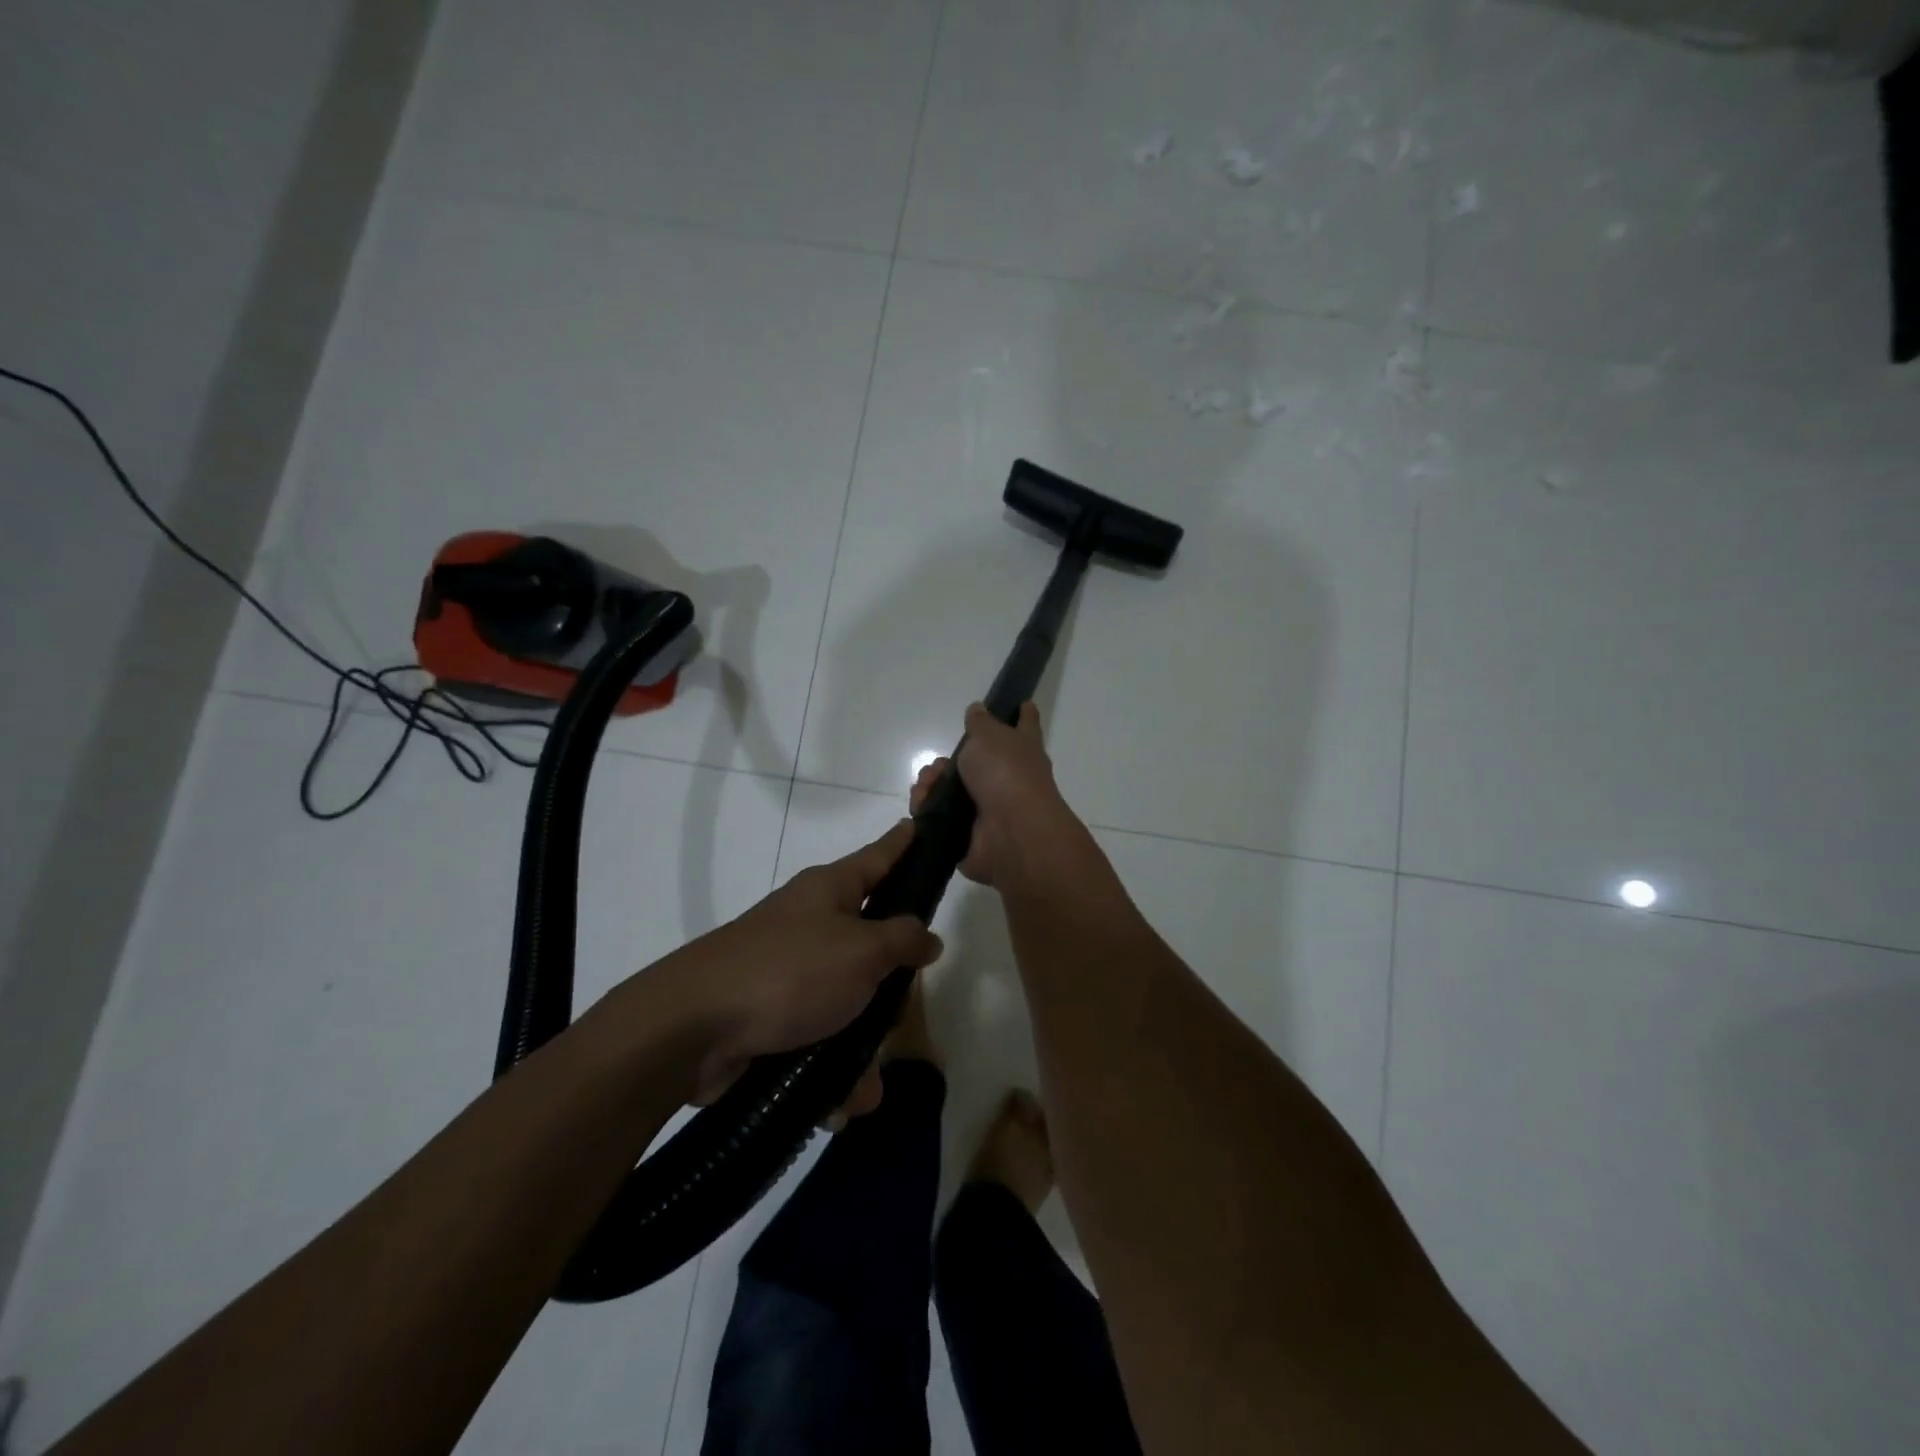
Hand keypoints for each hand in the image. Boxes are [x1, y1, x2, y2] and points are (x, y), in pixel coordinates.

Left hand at [650, 821, 942, 1110]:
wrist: (694, 1028)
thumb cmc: (789, 972)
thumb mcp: (861, 950)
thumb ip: (903, 940)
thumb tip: (928, 936)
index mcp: (830, 891)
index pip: (879, 856)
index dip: (903, 842)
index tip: (920, 824)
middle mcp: (812, 924)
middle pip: (872, 943)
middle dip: (889, 986)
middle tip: (899, 1009)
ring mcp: (791, 972)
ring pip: (850, 1002)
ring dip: (862, 1047)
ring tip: (862, 1081)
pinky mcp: (774, 1017)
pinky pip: (821, 1039)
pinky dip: (832, 1070)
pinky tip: (839, 1101)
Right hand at [911, 702, 1086, 888]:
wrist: (1010, 832)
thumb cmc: (1006, 773)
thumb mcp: (989, 735)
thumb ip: (980, 723)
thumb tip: (978, 710)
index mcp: (1022, 750)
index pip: (1025, 725)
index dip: (1022, 714)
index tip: (1023, 704)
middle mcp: (1009, 778)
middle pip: (975, 761)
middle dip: (947, 761)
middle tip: (938, 765)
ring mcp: (989, 807)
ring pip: (951, 789)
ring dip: (932, 784)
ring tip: (926, 785)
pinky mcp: (968, 832)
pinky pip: (940, 816)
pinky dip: (926, 809)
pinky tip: (920, 804)